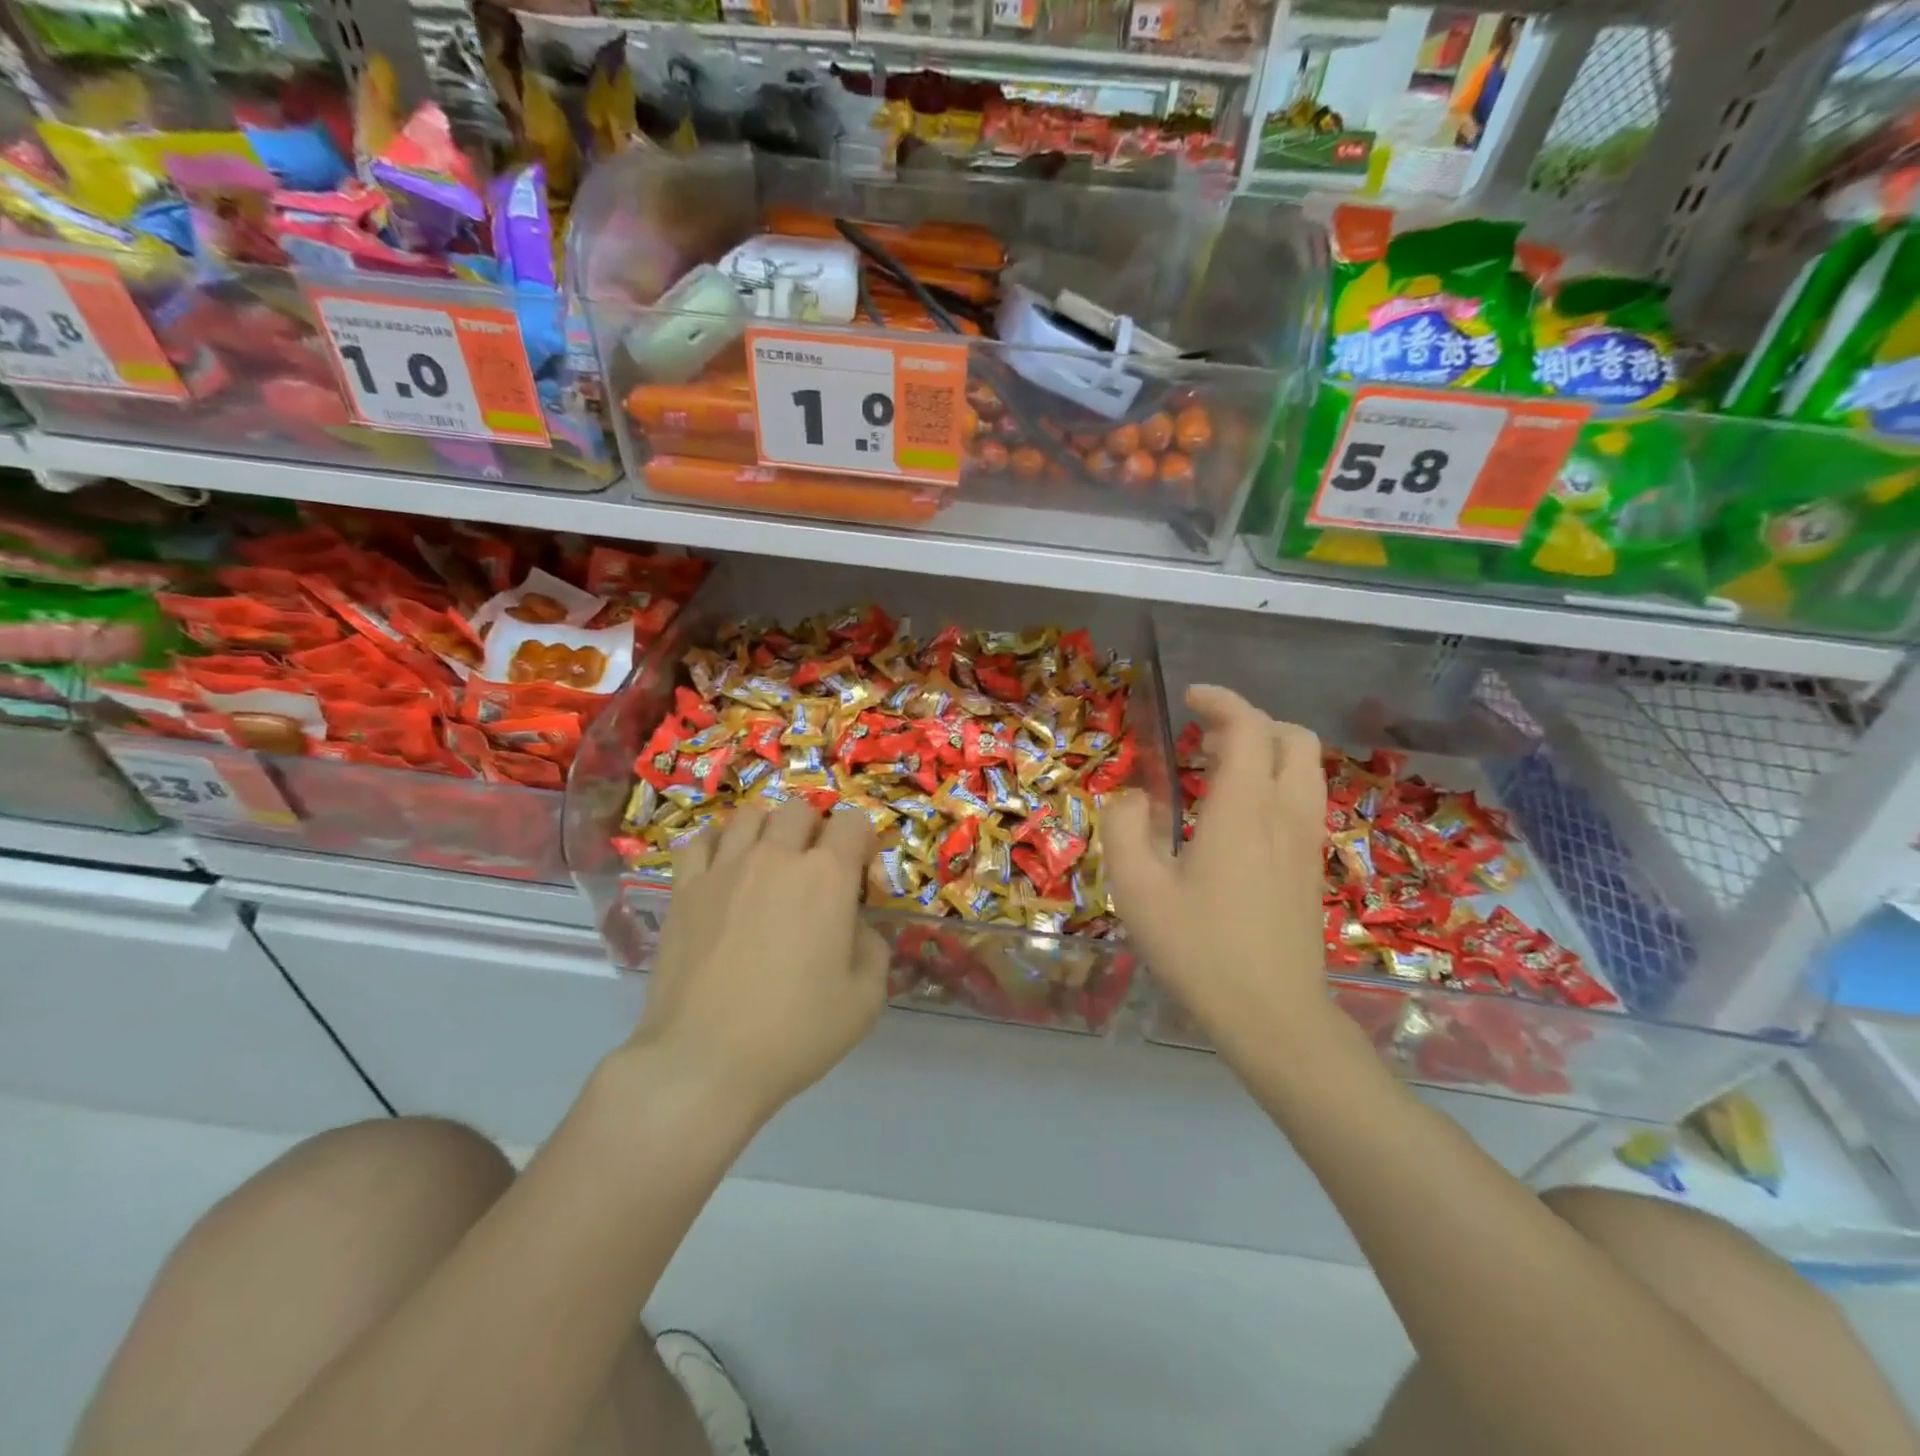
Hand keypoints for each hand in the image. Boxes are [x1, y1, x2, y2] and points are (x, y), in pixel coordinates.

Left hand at [628, 800, 889, 1125]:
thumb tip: (854, 926)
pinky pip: (702, 840)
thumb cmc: (794, 1033)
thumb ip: (872, 948)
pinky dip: (719, 844)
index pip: (853, 822)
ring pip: (750, 815)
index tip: (861, 871)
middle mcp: (777, 857)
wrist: (703, 1061)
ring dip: (768, 830)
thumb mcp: (865, 1000)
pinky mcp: (684, 888)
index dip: (863, 841)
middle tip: (814, 870)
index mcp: (827, 876)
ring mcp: (724, 868)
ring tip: (768, 863)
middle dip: (816, 831)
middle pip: (800, 810)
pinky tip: (724, 871)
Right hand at [1104, 685, 1329, 1060]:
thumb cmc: (1198, 949)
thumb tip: (1133, 797)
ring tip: (1219, 770)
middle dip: (1251, 722)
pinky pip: (1304, 801)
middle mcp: (1286, 813)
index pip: (1249, 726)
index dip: (1221, 701)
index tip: (1189, 698)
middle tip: (1205, 737)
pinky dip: (1276, 783)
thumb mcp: (1137, 888)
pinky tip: (1238, 817)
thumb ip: (1124, 827)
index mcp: (1244, 808)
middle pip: (1293, 738)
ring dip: (1268, 752)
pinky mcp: (1312, 868)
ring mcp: (1307, 842)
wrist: (1271, 1015)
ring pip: (1306, 769)